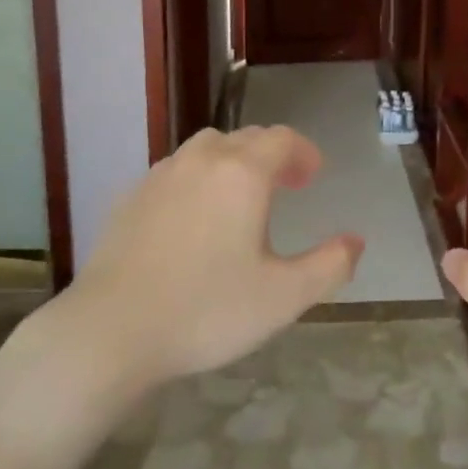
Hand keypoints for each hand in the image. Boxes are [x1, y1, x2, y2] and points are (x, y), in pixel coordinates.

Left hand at [66, 126, 364, 391]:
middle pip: (245, 138)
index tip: (313, 176)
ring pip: (207, 150)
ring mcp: (161, 175)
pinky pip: (176, 171)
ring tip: (241, 198)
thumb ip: (330, 265)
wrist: (111, 330)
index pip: (282, 139)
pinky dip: (197, 180)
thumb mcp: (283, 297)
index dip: (303, 152)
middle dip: (272, 155)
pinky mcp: (130, 196)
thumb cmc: (206, 310)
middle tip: (287, 185)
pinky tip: (194, 219)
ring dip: (233, 162)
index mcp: (242, 173)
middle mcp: (202, 160)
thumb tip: (356, 241)